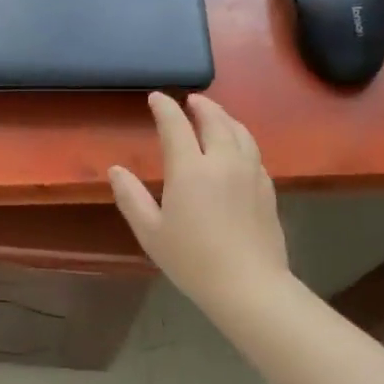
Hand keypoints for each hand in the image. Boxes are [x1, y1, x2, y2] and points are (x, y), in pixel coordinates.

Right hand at [109, 92, 296, 323]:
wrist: (248, 285)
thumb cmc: (192, 260)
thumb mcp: (150, 232)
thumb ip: (131, 197)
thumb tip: (116, 170)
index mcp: (190, 170)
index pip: (176, 125)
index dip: (165, 108)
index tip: (156, 97)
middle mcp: (222, 162)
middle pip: (215, 120)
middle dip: (201, 105)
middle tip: (190, 100)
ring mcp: (250, 173)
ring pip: (240, 132)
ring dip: (225, 117)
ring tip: (215, 115)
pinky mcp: (267, 188)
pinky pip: (253, 152)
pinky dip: (241, 139)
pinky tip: (237, 148)